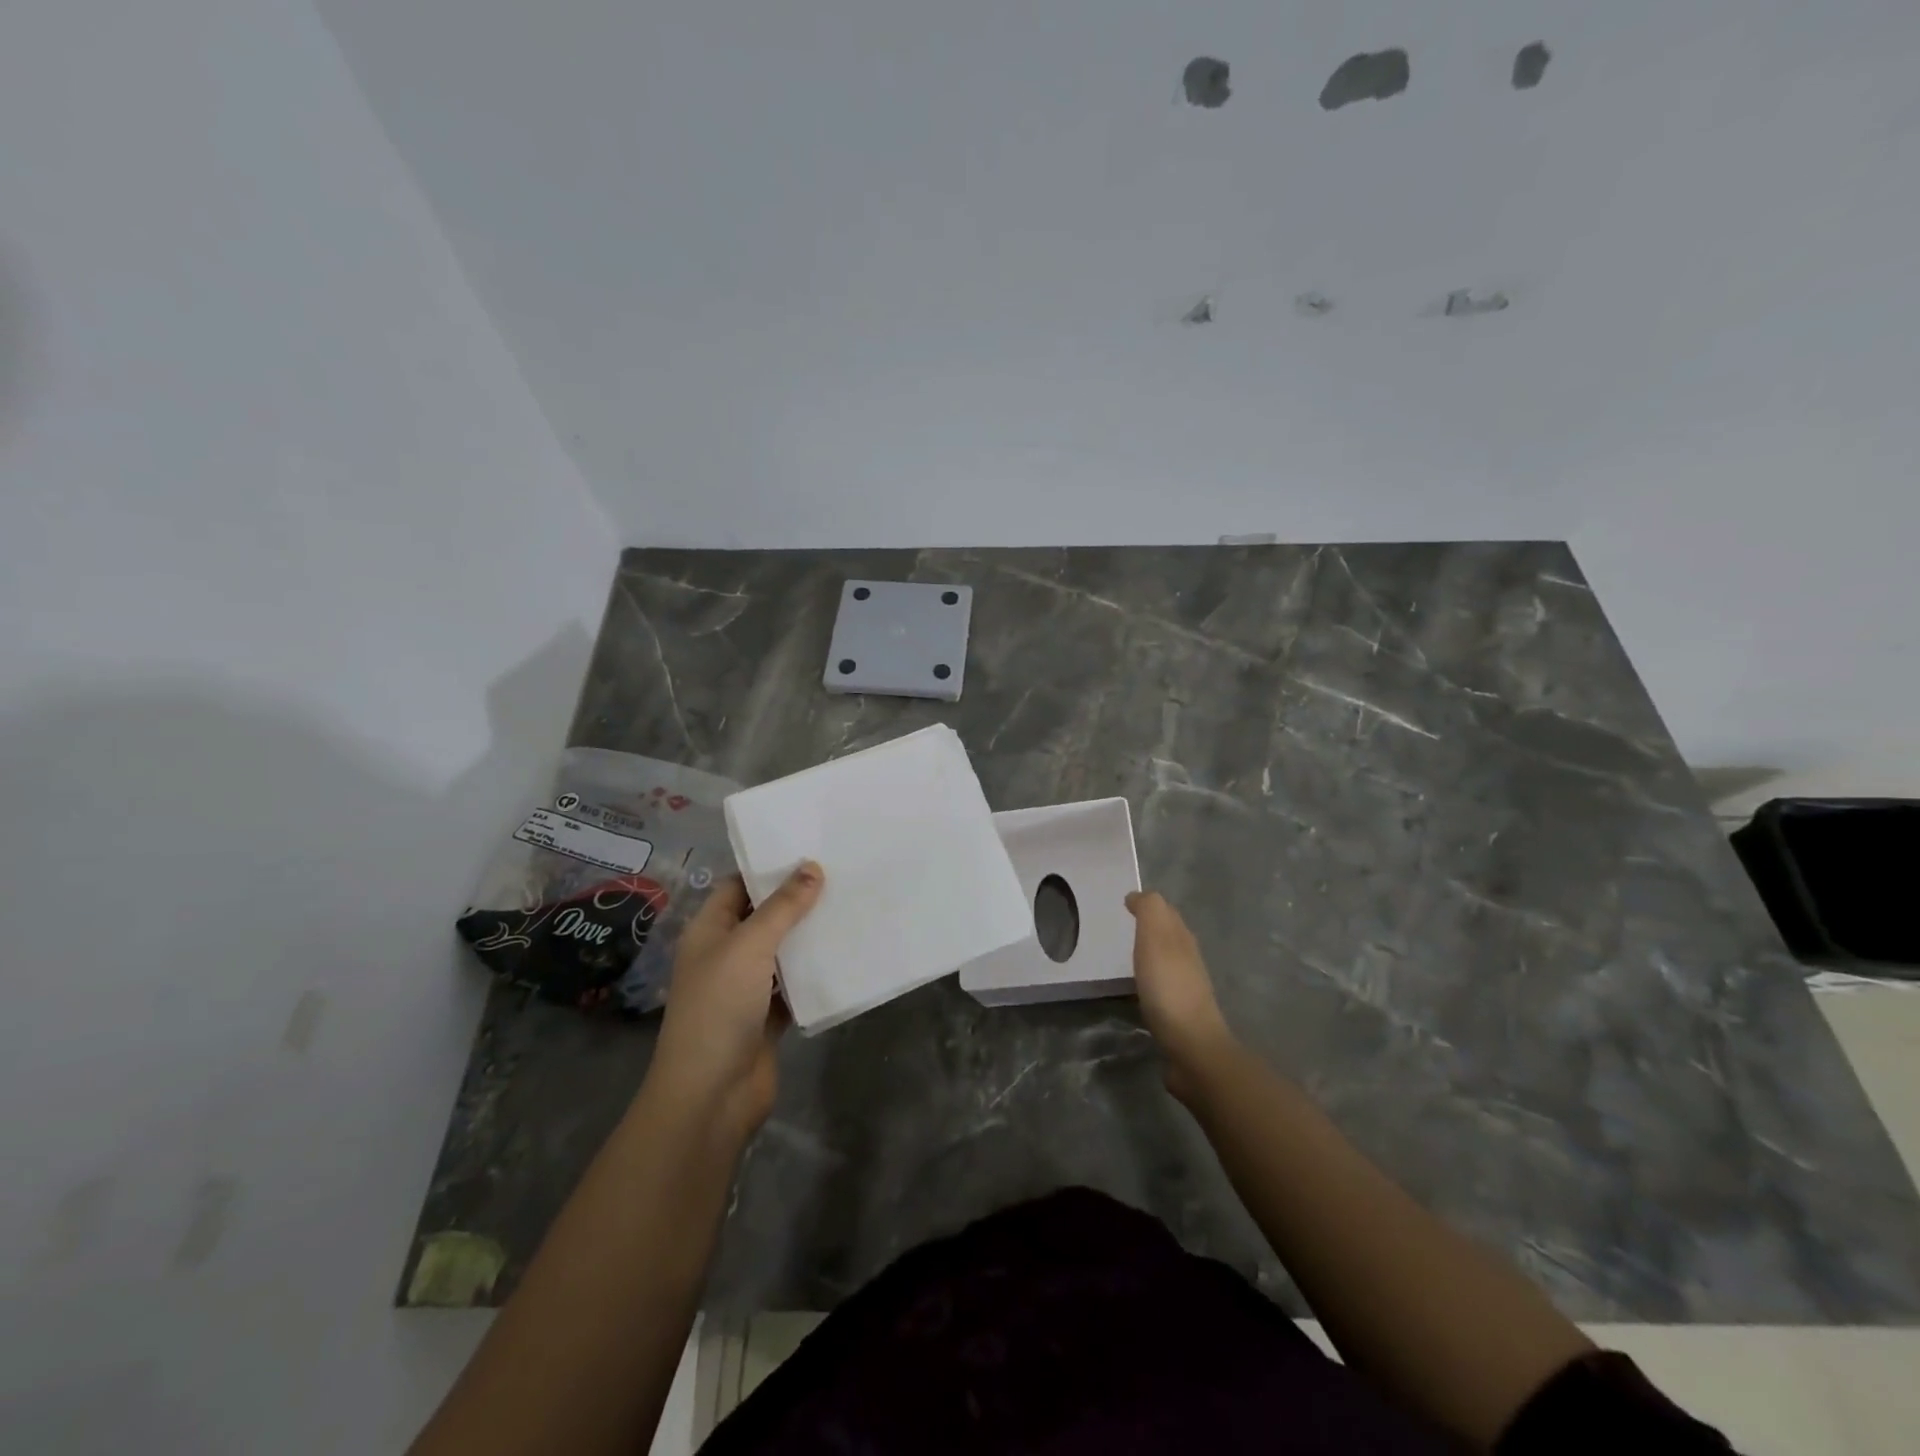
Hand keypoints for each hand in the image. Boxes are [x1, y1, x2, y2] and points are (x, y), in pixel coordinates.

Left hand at [650, 863, 822, 1137]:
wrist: (712, 1095)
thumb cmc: (719, 1008)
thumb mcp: (750, 946)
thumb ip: (782, 907)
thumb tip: (812, 866)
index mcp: (709, 931)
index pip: (738, 885)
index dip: (768, 867)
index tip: (809, 848)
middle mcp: (726, 954)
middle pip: (764, 916)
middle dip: (797, 899)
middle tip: (841, 873)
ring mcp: (746, 987)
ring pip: (782, 951)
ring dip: (809, 935)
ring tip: (850, 905)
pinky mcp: (768, 1016)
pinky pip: (794, 985)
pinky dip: (814, 972)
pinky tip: (846, 953)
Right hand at [1126, 890, 1235, 1101]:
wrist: (1192, 1047)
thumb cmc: (1169, 988)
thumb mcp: (1155, 939)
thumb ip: (1149, 911)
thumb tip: (1138, 895)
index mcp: (1182, 938)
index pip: (1166, 912)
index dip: (1146, 905)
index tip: (1123, 904)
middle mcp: (1188, 959)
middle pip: (1169, 935)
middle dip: (1150, 926)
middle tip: (1123, 924)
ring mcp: (1186, 988)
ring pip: (1167, 960)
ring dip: (1151, 953)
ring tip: (1126, 954)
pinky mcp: (1179, 1014)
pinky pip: (1162, 986)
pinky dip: (1150, 979)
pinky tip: (1138, 988)